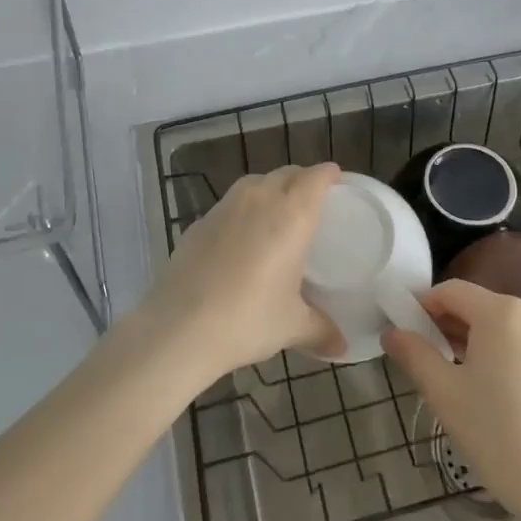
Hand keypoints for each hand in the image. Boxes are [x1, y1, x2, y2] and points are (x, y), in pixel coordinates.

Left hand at [141, 164, 343, 379]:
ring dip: (270, 188)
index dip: (328, 174)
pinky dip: (242, 211)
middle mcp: (259, 199)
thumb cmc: (248, 319)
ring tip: (276, 214)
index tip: (338, 180)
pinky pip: (229, 204)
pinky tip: (240, 238)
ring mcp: (224, 208)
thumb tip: (341, 347)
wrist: (179, 328)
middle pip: (286, 173)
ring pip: (254, 183)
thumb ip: (321, 331)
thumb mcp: (292, 327)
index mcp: (291, 215)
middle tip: (312, 200)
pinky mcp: (198, 223)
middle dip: (302, 180)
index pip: (316, 177)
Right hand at [384, 279, 520, 512]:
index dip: (421, 306)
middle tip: (418, 355)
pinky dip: (492, 349)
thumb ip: (414, 353)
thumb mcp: (444, 392)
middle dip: (443, 323)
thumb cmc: (496, 433)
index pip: (450, 291)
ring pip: (495, 323)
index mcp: (501, 311)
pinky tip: (478, 381)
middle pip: (474, 304)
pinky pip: (515, 339)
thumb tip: (392, 332)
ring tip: (445, 371)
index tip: (402, 331)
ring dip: (467, 337)